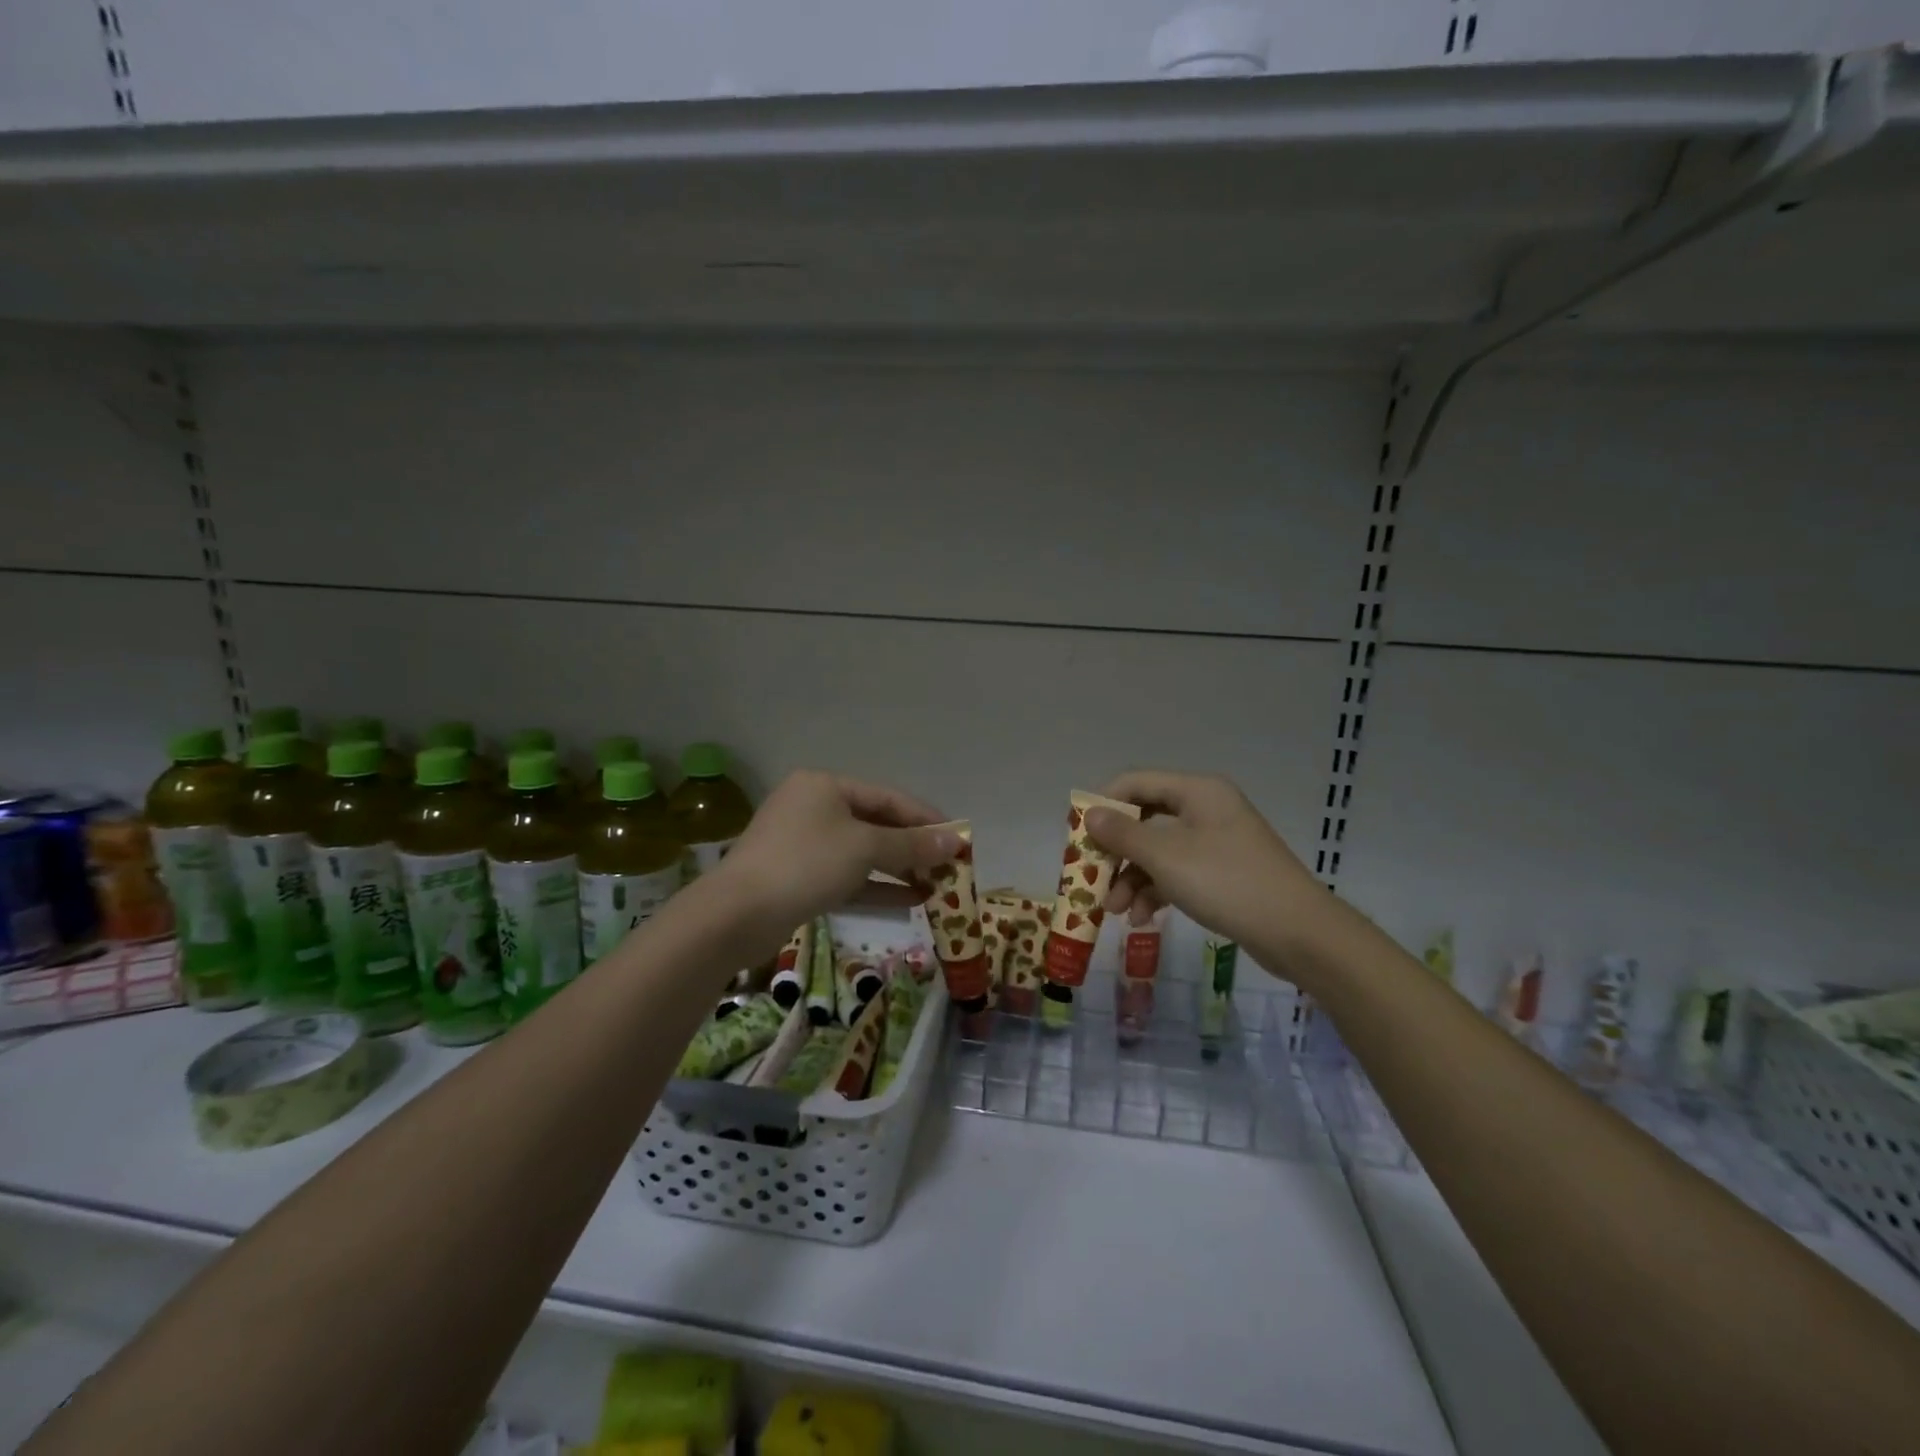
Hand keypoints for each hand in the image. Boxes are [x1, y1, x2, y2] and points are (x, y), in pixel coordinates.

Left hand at [714, 771, 961, 937]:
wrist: (736, 915)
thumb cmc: (806, 864)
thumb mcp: (865, 848)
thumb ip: (912, 844)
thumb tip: (956, 841)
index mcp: (825, 786)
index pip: (888, 797)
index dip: (926, 818)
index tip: (959, 838)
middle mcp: (813, 808)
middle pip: (876, 824)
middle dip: (914, 847)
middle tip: (950, 867)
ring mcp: (803, 844)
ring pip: (862, 853)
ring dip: (899, 869)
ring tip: (937, 886)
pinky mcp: (798, 878)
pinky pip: (846, 877)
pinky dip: (876, 888)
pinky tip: (910, 902)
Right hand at [1083, 771, 1324, 963]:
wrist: (1299, 933)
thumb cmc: (1227, 883)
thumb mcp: (1166, 857)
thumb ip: (1123, 834)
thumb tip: (1090, 813)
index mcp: (1197, 792)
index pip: (1135, 783)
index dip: (1103, 805)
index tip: (1077, 835)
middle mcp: (1207, 809)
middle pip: (1145, 820)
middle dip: (1116, 852)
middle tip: (1091, 877)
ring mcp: (1216, 842)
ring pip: (1159, 851)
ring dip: (1132, 878)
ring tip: (1115, 911)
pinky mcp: (1223, 873)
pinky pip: (1178, 873)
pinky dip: (1156, 891)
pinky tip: (1142, 918)